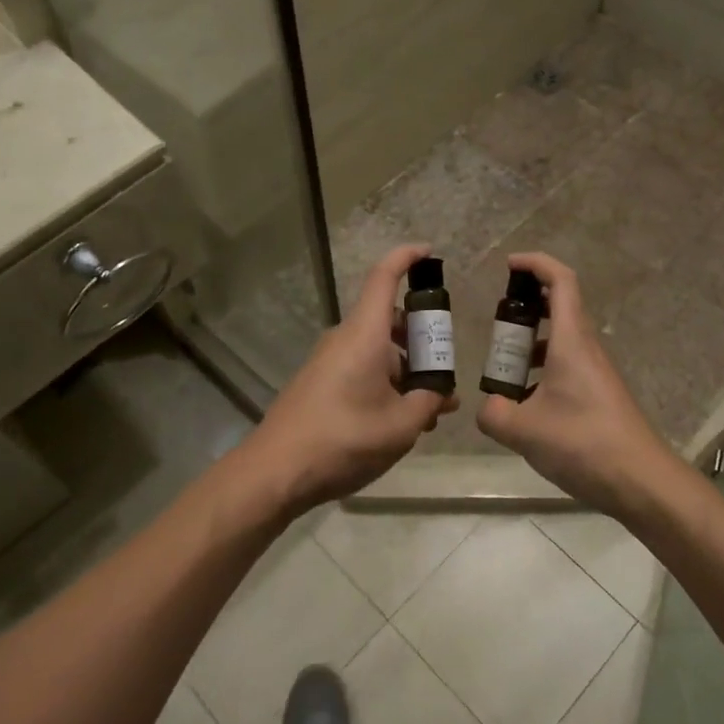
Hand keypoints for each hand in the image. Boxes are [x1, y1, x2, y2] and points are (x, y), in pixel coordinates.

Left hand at [240, 244, 455, 517]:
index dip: (407, 258)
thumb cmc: (343, 440)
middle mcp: (345, 339)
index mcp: (364, 335)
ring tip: (431, 410)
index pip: (384, 278)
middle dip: (422, 341)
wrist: (275, 471)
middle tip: (447, 373)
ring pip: (378, 351)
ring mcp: (329, 361)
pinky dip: (386, 383)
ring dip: (407, 371)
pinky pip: (362, 370)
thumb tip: (441, 394)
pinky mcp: (320, 383)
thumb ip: (428, 403)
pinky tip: (401, 420)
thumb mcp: (401, 426)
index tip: (430, 252)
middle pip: (389, 321)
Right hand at [477, 252, 679, 518]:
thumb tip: (488, 407)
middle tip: (496, 323)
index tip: (509, 265)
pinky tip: (524, 403)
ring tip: (502, 366)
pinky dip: (541, 371)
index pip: (560, 281)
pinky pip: (566, 367)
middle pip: (559, 307)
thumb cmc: (583, 443)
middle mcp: (587, 349)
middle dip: (525, 306)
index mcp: (572, 341)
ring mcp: (595, 373)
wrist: (641, 482)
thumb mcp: (523, 430)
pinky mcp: (598, 396)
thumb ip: (494, 413)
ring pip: (561, 340)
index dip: (535, 264)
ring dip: (531, 343)